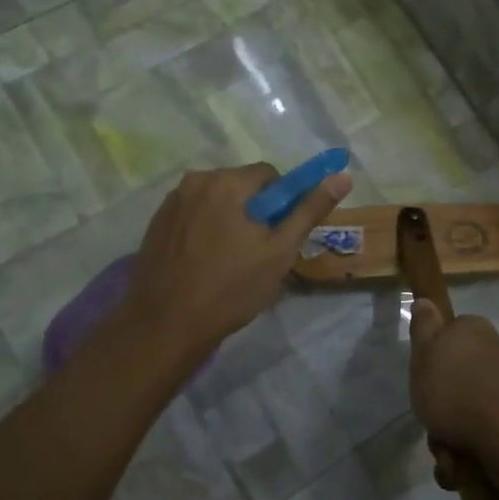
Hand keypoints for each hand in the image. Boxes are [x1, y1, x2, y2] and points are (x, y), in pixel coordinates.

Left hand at [122, 162, 349, 358]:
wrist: (165, 324)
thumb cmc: (230, 288)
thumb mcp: (280, 251)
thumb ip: (310, 210)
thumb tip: (342, 177)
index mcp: (227, 182)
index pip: (270, 175)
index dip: (281, 204)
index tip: (278, 235)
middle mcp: (196, 180)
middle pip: (241, 185)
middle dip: (254, 210)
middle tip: (256, 252)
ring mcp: (171, 201)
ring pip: (216, 200)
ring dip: (228, 219)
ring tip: (229, 260)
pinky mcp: (156, 222)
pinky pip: (193, 214)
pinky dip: (204, 229)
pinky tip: (204, 262)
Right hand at [409, 299, 498, 478]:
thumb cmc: (455, 389)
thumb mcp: (424, 353)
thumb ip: (422, 327)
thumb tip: (425, 300)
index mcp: (472, 330)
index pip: (446, 336)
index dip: (431, 359)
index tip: (423, 378)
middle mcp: (493, 352)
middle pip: (455, 379)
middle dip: (440, 408)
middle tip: (432, 419)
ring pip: (465, 411)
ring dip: (450, 436)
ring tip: (448, 451)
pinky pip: (481, 434)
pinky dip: (468, 452)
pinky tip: (462, 464)